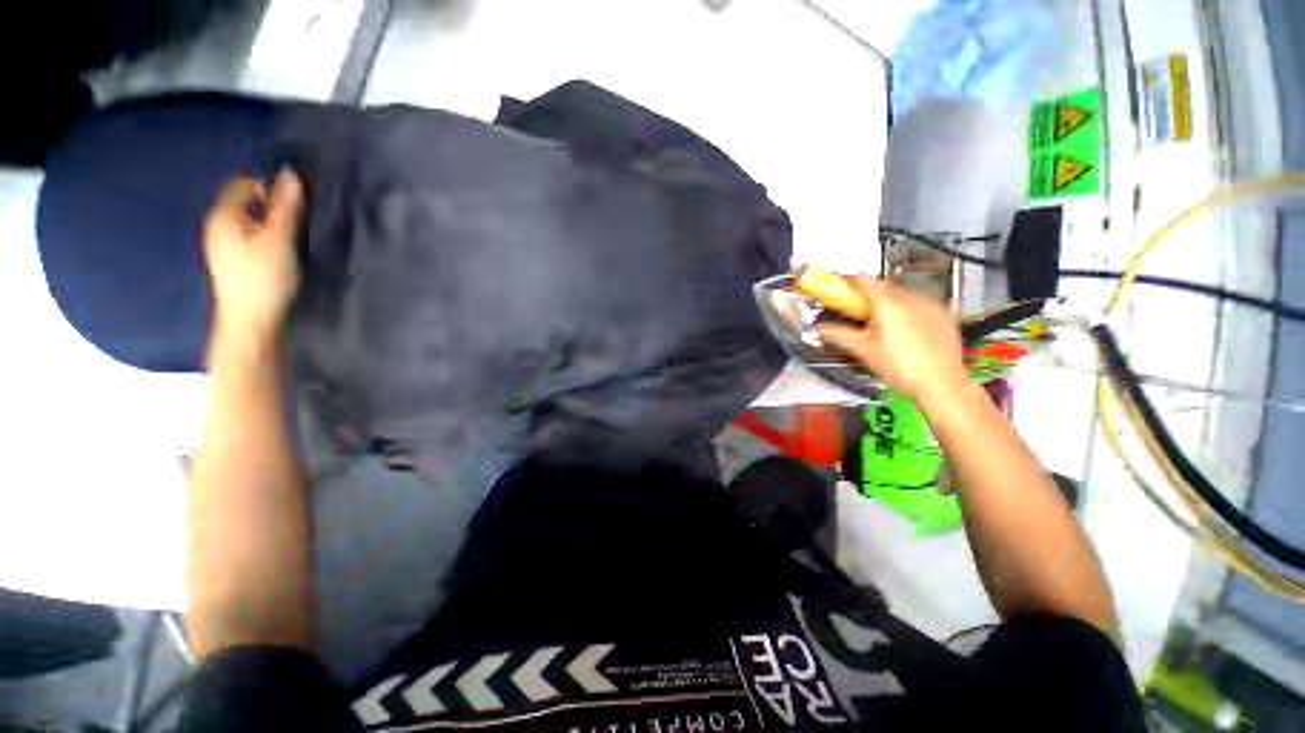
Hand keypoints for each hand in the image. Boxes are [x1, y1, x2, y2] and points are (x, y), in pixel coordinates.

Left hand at [203, 171, 303, 347]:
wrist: (251, 322)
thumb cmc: (264, 278)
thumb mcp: (280, 239)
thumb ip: (286, 207)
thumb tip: (291, 173)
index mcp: (224, 216)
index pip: (244, 183)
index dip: (271, 184)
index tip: (299, 196)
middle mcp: (219, 226)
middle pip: (247, 202)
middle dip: (274, 202)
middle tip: (303, 214)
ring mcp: (224, 246)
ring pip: (250, 220)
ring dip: (273, 220)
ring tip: (298, 231)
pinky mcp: (235, 262)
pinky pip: (251, 236)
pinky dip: (268, 235)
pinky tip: (284, 248)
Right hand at [817, 277, 968, 403]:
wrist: (941, 383)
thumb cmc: (901, 367)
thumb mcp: (863, 350)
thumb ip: (838, 334)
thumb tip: (819, 328)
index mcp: (889, 303)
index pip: (864, 280)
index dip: (847, 283)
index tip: (838, 290)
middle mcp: (912, 298)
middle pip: (882, 286)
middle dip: (866, 296)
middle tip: (854, 311)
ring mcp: (930, 305)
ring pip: (901, 295)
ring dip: (886, 303)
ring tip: (878, 324)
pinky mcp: (942, 315)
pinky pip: (918, 304)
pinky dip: (905, 311)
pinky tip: (901, 330)